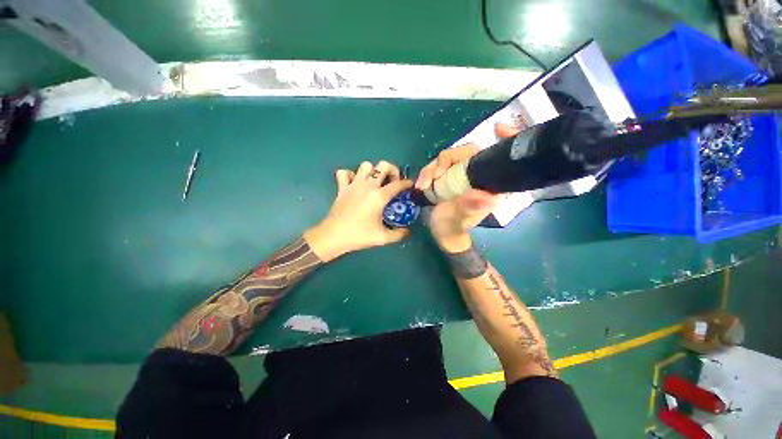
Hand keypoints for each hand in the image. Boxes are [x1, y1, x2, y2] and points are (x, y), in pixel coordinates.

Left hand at [304, 161, 411, 261]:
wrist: (334, 236)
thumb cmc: (359, 235)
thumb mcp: (383, 238)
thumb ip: (399, 234)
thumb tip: (408, 232)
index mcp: (379, 196)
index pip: (398, 184)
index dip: (407, 183)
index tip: (410, 186)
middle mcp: (368, 186)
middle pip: (383, 165)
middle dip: (392, 170)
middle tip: (392, 182)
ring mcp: (353, 184)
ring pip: (365, 165)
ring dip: (373, 171)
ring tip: (375, 182)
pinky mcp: (342, 187)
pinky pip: (345, 173)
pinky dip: (351, 175)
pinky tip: (355, 184)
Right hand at [416, 122, 520, 252]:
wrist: (440, 232)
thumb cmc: (452, 228)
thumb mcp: (458, 221)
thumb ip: (468, 210)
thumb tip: (486, 197)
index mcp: (489, 185)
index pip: (500, 158)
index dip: (506, 140)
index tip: (499, 128)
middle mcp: (476, 175)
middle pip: (467, 152)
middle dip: (446, 159)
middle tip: (431, 177)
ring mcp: (460, 174)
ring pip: (448, 157)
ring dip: (432, 168)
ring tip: (422, 185)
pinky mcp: (447, 176)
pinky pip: (438, 165)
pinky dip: (428, 172)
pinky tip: (421, 184)